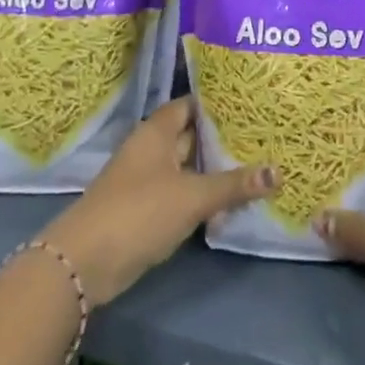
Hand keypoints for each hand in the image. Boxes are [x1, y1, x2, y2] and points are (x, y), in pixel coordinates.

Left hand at [42, 96, 275, 305]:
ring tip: (258, 164)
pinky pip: (182, 192)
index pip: (190, 105)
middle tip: (264, 135)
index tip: (250, 103)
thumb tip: (278, 172)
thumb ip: (234, 184)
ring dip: (215, 169)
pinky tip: (232, 200)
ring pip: (188, 167)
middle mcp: (151, 149)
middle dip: (222, 137)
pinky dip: (204, 194)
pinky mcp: (148, 209)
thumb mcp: (193, 196)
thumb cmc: (140, 212)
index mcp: (157, 132)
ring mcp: (148, 180)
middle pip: (191, 135)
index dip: (217, 103)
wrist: (87, 261)